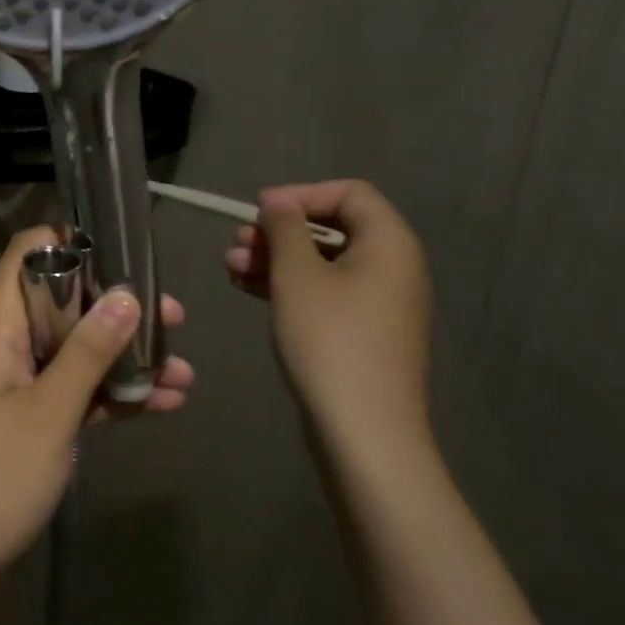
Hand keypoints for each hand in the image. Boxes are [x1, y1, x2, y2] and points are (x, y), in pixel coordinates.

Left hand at [0, 227, 191, 603]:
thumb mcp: (48, 411)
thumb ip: (88, 351)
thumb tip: (126, 293)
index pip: (28, 256)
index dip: (72, 244)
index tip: (125, 251)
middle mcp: (8, 346)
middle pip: (64, 303)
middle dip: (117, 306)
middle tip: (174, 317)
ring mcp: (20, 386)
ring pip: (77, 351)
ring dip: (126, 357)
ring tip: (185, 371)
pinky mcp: (32, 424)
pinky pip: (78, 393)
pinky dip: (115, 395)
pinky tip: (164, 405)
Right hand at [225, 180, 433, 469]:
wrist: (364, 431)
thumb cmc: (330, 340)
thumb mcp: (297, 275)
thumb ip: (285, 228)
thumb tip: (278, 200)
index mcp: (389, 243)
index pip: (349, 193)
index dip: (301, 194)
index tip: (258, 210)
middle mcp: (392, 266)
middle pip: (333, 228)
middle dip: (279, 231)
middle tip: (237, 243)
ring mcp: (379, 302)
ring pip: (323, 262)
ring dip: (276, 259)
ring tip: (231, 268)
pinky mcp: (363, 332)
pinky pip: (325, 292)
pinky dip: (289, 286)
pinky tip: (249, 289)